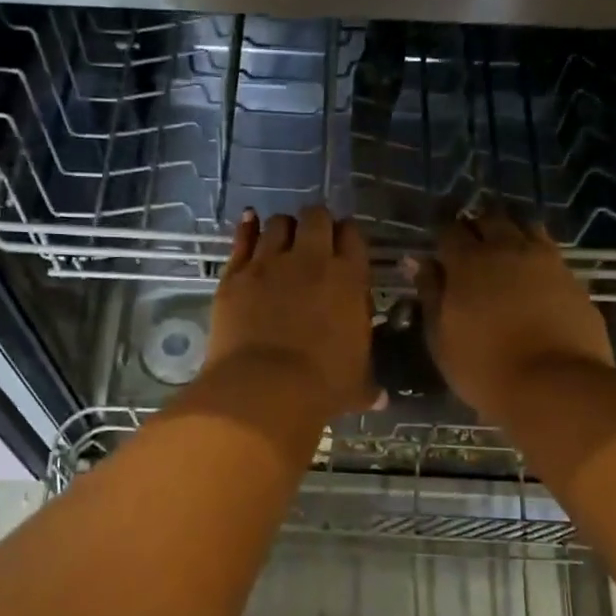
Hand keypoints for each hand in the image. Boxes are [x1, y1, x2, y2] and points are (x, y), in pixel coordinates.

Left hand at [206, 206, 374, 417]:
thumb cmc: (321, 387)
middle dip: (317, 224)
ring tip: (282, 239)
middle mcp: (311, 260)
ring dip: (283, 228)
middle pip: (316, 217)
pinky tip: (249, 221)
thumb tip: (381, 398)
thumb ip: (368, 385)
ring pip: (278, 223)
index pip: (353, 236)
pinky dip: (247, 228)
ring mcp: (269, 263)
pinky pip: (242, 238)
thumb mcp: (356, 385)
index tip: (344, 248)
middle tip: (314, 240)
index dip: (348, 237)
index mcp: (349, 278)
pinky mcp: (235, 275)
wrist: (264, 389)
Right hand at [414, 209, 614, 422]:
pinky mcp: (573, 278)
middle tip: (470, 248)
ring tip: (503, 254)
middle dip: (476, 227)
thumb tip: (418, 262)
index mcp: (468, 262)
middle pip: (490, 220)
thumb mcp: (441, 337)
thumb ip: (430, 294)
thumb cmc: (483, 367)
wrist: (555, 386)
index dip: (442, 235)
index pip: (449, 230)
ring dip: (510, 233)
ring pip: (525, 227)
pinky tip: (532, 274)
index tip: (438, 248)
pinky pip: (550, 251)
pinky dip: (536, 254)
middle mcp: (507, 249)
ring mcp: (546, 260)